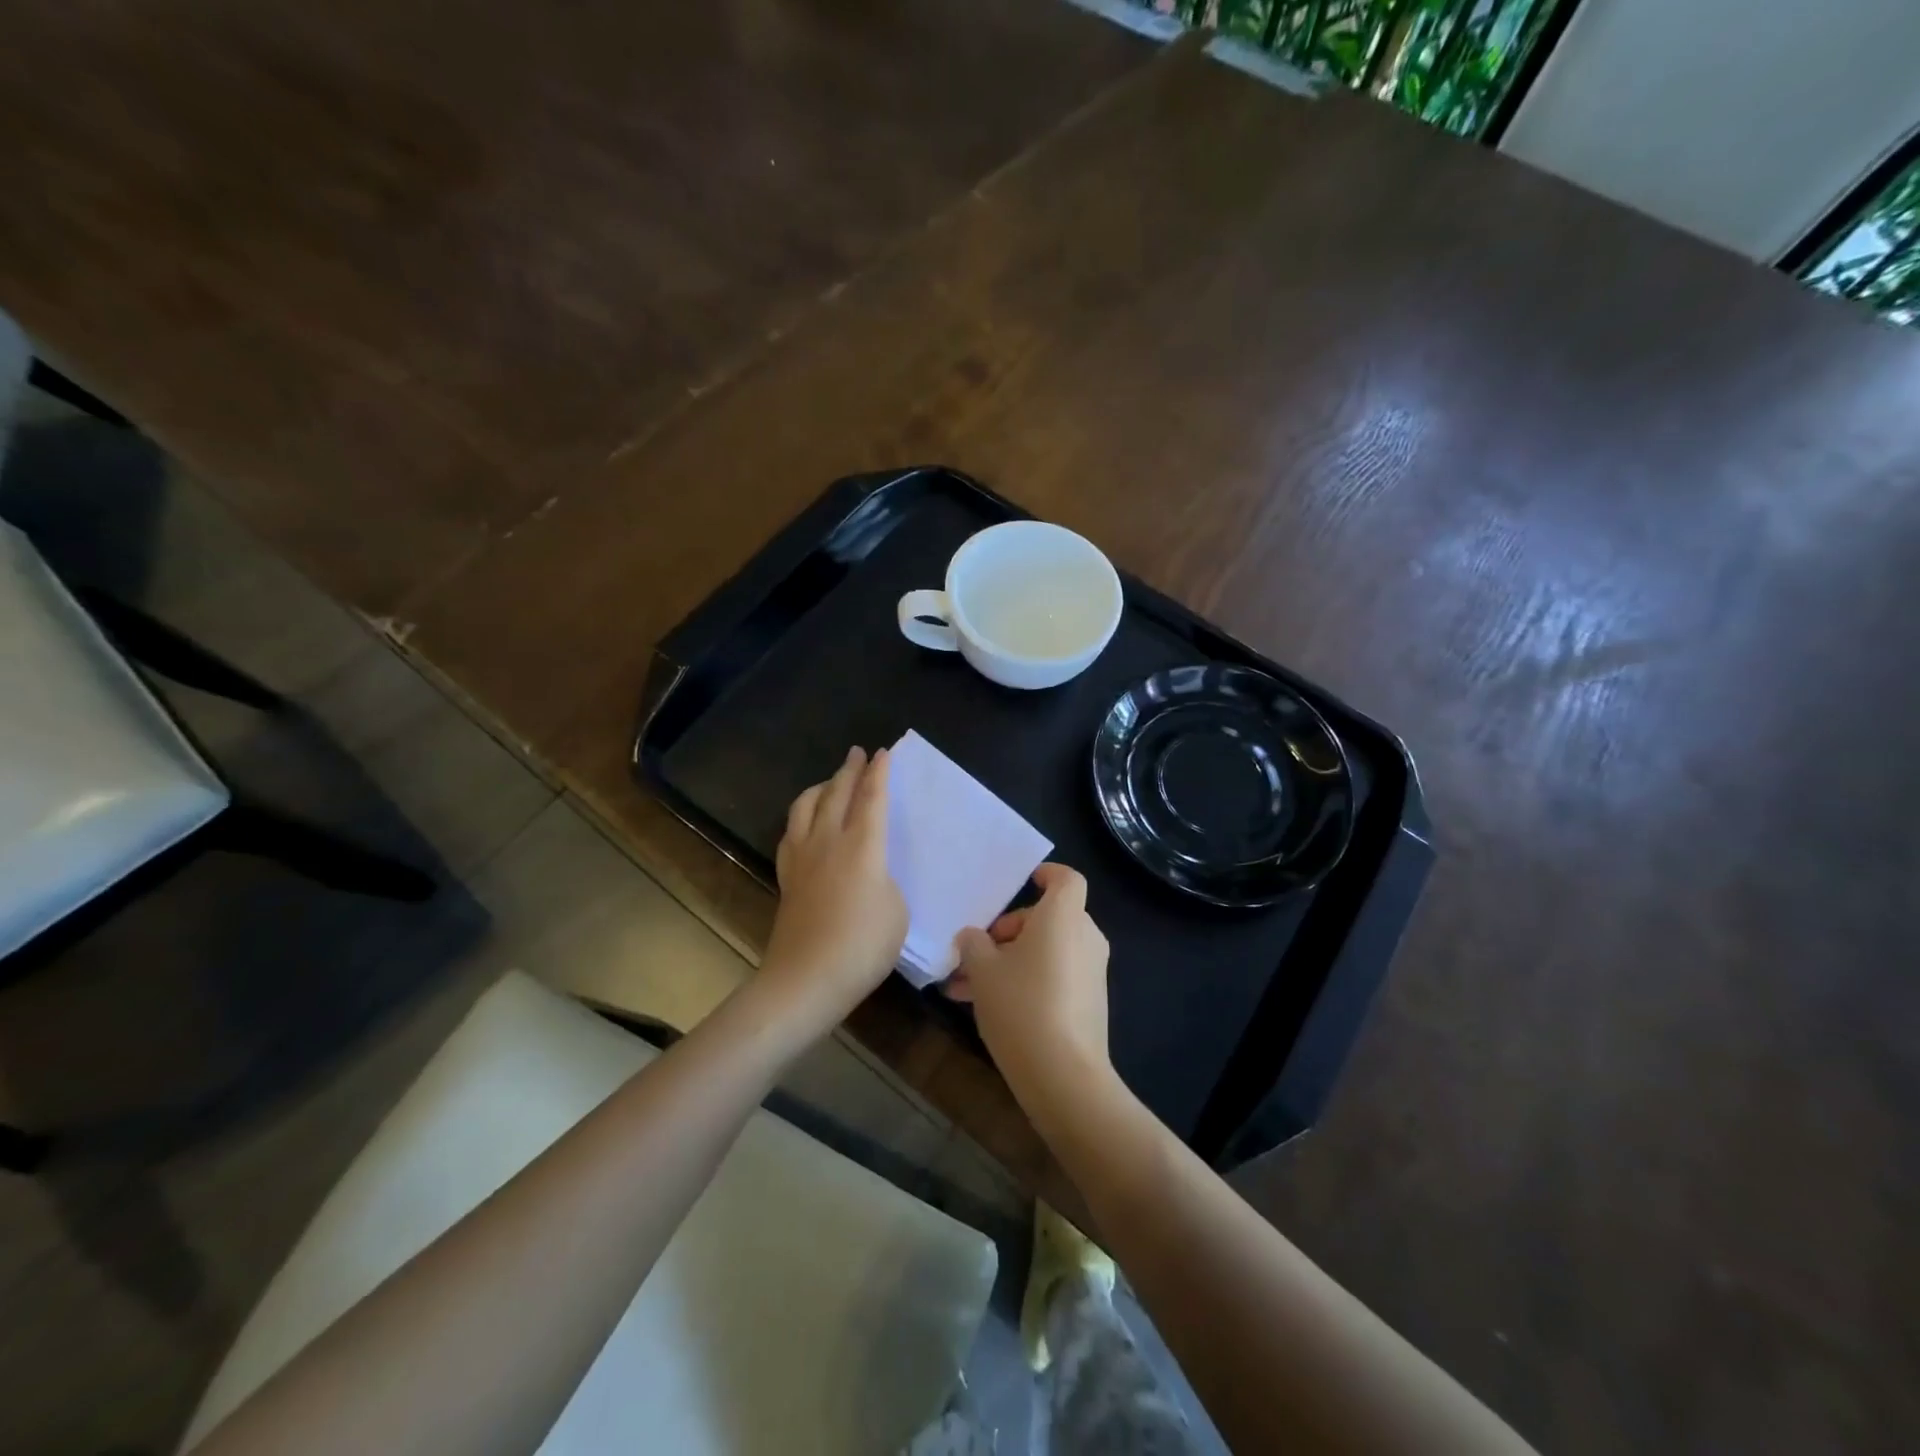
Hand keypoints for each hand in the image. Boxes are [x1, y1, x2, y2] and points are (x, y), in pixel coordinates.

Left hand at [762, 746, 907, 1026]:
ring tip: (829, 781)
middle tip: (857, 753)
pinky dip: (801, 817)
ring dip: (820, 788)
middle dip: (849, 770)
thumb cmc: (862, 947)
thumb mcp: (896, 912)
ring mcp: (802, 858)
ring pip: (806, 807)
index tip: (883, 752)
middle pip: (837, 793)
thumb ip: (886, 881)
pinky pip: (791, 832)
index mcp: (863, 846)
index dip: (879, 773)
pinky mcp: (786, 877)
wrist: (806, 980)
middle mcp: (829, 841)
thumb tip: (872, 874)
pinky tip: (804, 823)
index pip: (872, 798)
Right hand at [946, 863, 1112, 1108]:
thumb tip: (972, 937)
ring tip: (964, 988)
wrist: (1064, 1076)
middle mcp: (1084, 937)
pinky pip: (1055, 976)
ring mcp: (1091, 971)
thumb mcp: (982, 971)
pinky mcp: (1089, 1002)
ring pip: (1046, 951)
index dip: (1047, 874)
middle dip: (1008, 932)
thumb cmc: (1021, 1005)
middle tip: (974, 953)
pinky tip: (987, 1008)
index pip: (1067, 879)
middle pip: (1048, 918)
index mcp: (1063, 917)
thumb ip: (973, 944)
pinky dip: (1026, 981)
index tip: (1024, 882)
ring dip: (1009, 961)